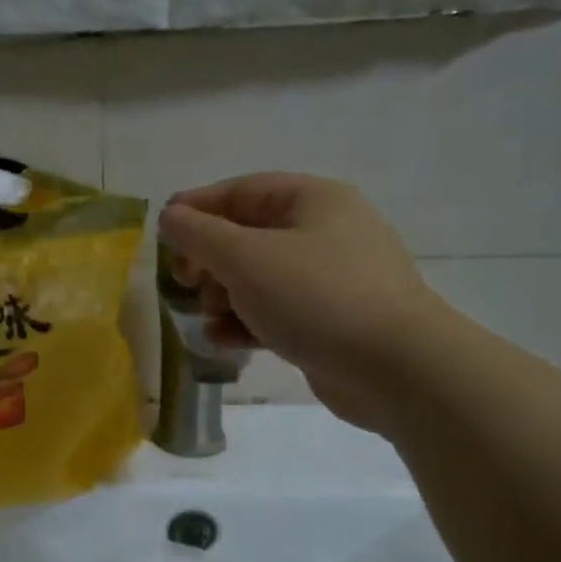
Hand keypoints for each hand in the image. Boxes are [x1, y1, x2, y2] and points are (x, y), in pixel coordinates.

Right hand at [157, 174, 449, 433]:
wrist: (397, 369)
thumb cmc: (316, 297)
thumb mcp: (245, 258)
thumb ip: (199, 234)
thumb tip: (170, 217)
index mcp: (314, 200)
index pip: (242, 191)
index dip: (197, 207)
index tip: (162, 231)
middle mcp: (327, 232)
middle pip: (250, 235)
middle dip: (210, 259)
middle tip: (184, 282)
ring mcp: (334, 279)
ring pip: (261, 277)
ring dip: (225, 295)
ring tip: (207, 316)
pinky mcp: (333, 321)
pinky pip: (278, 311)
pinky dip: (248, 321)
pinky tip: (224, 340)